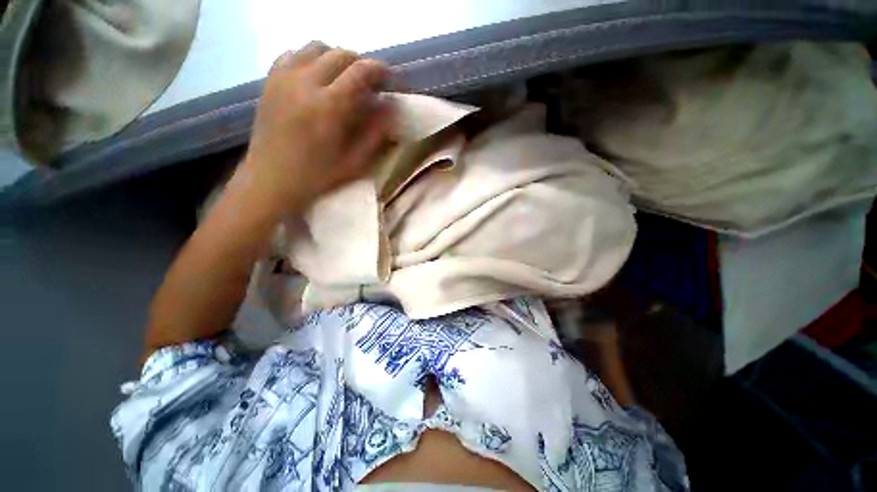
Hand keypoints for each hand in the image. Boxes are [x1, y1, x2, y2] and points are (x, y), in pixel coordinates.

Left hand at [237, 42, 393, 217]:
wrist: (271, 179)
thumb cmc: (318, 176)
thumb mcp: (355, 162)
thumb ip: (376, 134)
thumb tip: (391, 107)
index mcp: (329, 106)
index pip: (359, 71)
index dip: (378, 70)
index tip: (388, 77)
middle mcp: (305, 83)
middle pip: (339, 54)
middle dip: (359, 63)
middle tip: (368, 82)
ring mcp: (283, 78)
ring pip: (315, 47)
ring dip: (335, 57)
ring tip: (343, 77)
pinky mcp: (270, 81)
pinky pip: (292, 54)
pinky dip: (310, 58)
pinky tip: (316, 77)